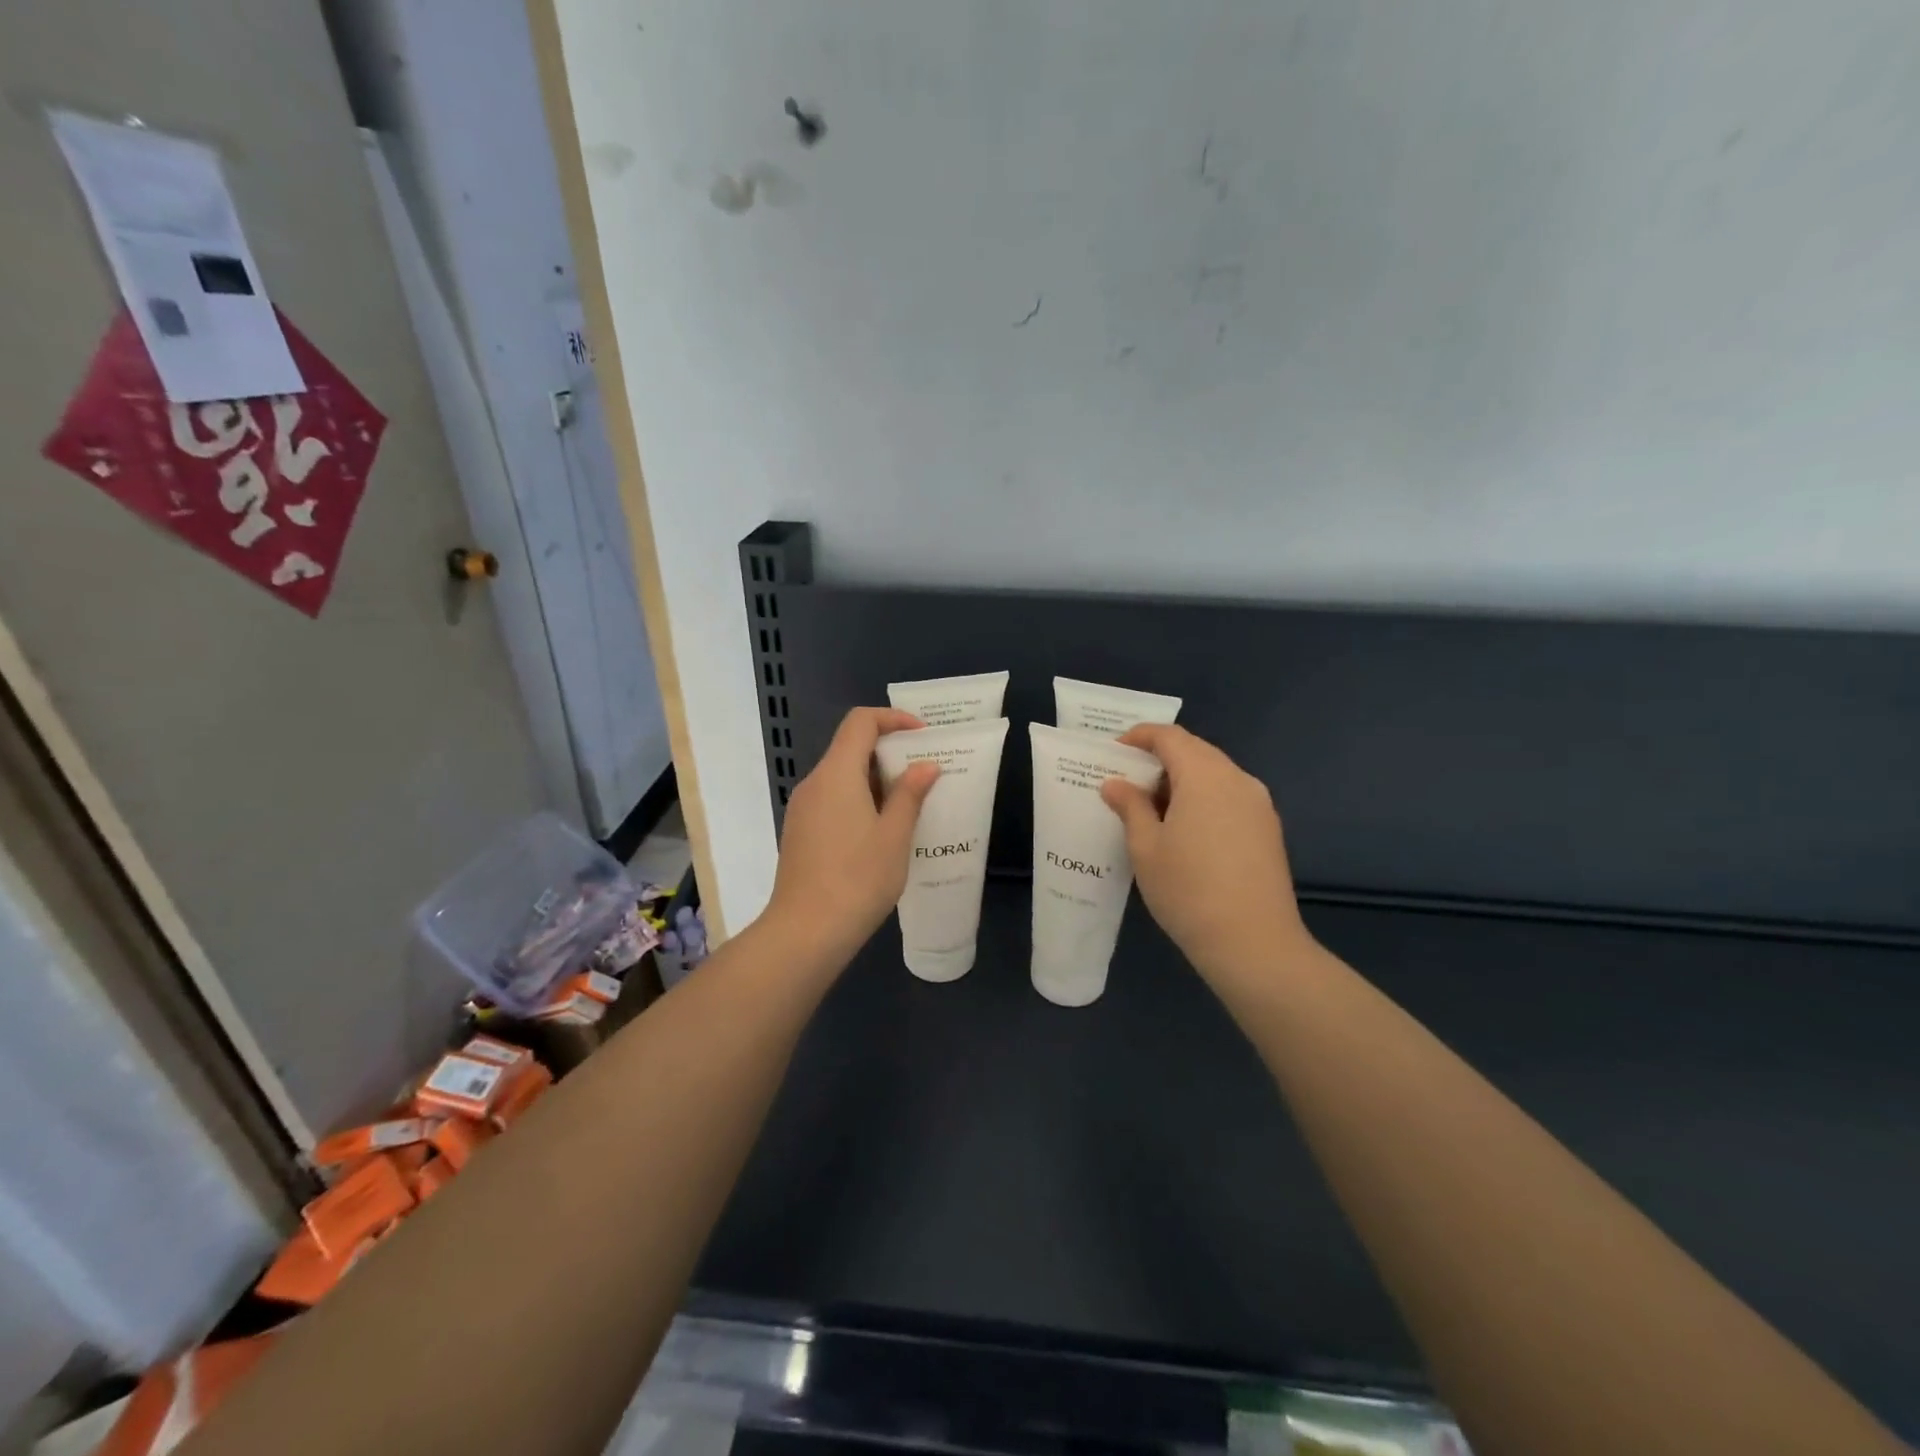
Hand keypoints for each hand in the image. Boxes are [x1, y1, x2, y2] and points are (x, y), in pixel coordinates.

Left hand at [765, 707, 939, 964]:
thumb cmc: (858, 879)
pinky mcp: (799, 832)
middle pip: (850, 748)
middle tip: (924, 773)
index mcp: (836, 774)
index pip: (860, 722)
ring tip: (909, 804)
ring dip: (875, 780)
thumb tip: (925, 765)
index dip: (892, 719)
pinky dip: (858, 800)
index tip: (922, 735)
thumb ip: (910, 795)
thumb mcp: (894, 836)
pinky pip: (832, 800)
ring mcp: (802, 809)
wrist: (806, 932)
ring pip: (841, 777)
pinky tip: (881, 830)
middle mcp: (814, 783)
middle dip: (889, 753)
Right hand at [1100, 724, 1309, 984]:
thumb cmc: (1188, 890)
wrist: (1254, 944)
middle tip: (1128, 782)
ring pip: (1214, 775)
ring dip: (1182, 781)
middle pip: (1195, 751)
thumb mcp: (1145, 847)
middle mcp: (1237, 779)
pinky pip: (1229, 797)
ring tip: (1152, 809)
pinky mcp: (1268, 829)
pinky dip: (1203, 799)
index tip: (1114, 751)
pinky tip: (1185, 831)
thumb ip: (1130, 807)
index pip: (1170, 737)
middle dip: (1160, 759)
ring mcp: (1258, 804)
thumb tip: (1115, 783)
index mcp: (1204, 776)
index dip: (1140, 736)